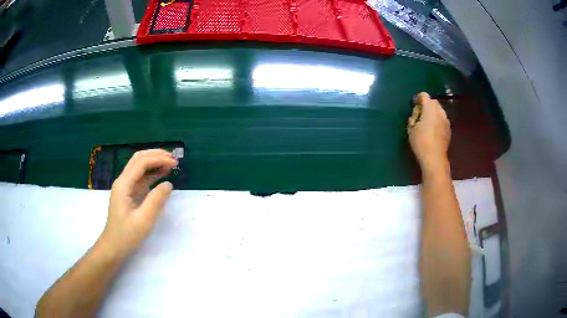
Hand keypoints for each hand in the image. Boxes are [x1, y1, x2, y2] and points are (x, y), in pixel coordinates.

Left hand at [98, 149, 176, 257]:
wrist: (113, 247)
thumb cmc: (127, 235)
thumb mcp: (144, 220)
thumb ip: (156, 200)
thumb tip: (168, 184)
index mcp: (123, 185)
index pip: (141, 163)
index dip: (158, 159)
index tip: (174, 163)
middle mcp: (123, 181)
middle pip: (138, 159)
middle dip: (156, 155)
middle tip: (173, 158)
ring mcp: (125, 187)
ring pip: (139, 166)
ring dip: (154, 162)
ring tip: (170, 163)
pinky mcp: (128, 194)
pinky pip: (140, 177)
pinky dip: (151, 173)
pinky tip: (161, 174)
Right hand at [407, 92, 450, 171]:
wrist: (434, 158)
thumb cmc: (420, 141)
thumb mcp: (411, 128)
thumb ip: (413, 117)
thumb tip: (416, 115)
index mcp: (430, 107)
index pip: (424, 95)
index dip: (418, 98)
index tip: (413, 104)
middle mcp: (440, 111)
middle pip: (433, 102)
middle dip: (426, 105)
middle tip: (419, 114)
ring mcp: (446, 120)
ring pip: (438, 111)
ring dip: (432, 113)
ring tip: (426, 122)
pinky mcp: (449, 129)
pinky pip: (442, 120)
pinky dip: (437, 121)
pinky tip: (432, 130)